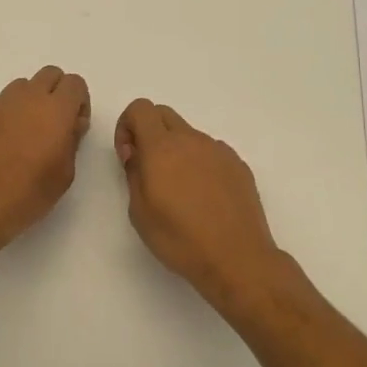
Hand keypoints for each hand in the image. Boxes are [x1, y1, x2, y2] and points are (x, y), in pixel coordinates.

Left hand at [0, 66, 91, 253]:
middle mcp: (28, 97)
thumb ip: (72, 140)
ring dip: (31, 100)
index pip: (75, 83)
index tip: (75, 126)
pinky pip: (1, 101)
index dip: (80, 102)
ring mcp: (0, 103)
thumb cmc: (29, 193)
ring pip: (23, 85)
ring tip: (27, 131)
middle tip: (55, 124)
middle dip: (57, 92)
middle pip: (50, 74)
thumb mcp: (65, 173)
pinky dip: (8, 112)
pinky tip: (4, 140)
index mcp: (56, 109)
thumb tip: (70, 124)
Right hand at [115, 99, 307, 316]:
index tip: (129, 156)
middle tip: (148, 169)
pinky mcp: (238, 166)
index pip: (140, 108)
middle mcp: (192, 140)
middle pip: (164, 114)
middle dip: (149, 132)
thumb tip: (137, 155)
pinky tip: (204, 199)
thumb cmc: (180, 239)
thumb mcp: (139, 212)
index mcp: (162, 147)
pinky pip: (211, 153)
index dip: (127, 126)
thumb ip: (134, 174)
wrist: (237, 258)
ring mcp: (219, 151)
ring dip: (176, 151)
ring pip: (189, 135)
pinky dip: (200, 164)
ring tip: (180, 192)